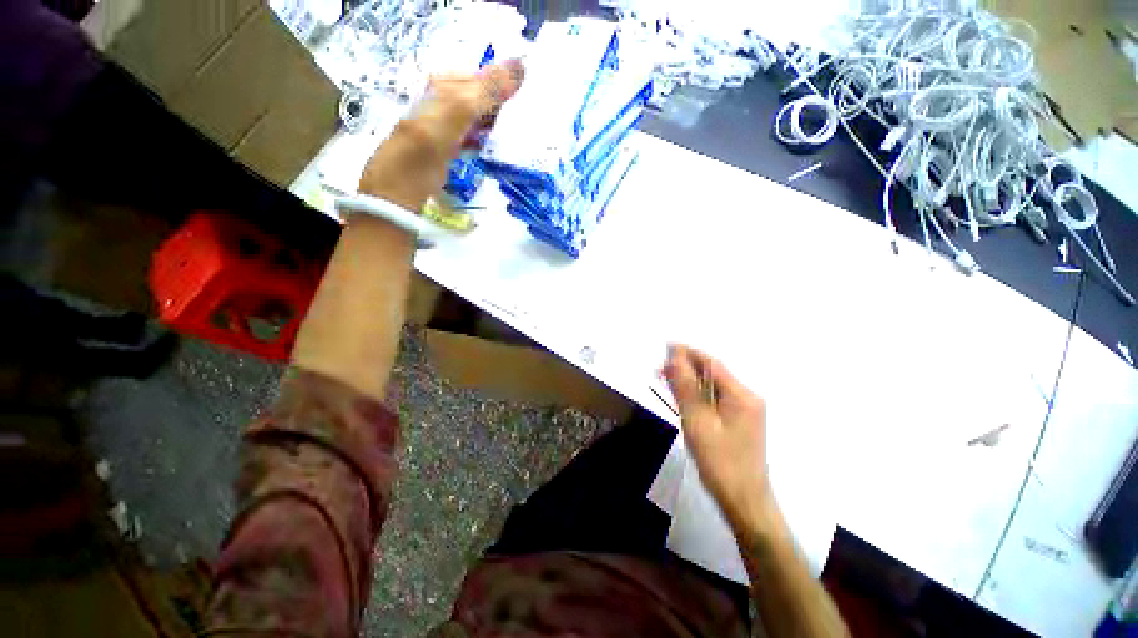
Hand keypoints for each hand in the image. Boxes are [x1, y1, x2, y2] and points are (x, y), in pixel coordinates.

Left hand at [358, 60, 524, 211]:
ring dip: (500, 125)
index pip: (484, 76)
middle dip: (505, 106)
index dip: (506, 84)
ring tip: (523, 133)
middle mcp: (447, 100)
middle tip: (529, 118)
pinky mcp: (454, 148)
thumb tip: (522, 64)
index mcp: (447, 83)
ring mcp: (450, 125)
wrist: (407, 178)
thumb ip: (489, 88)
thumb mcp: (461, 107)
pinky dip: (490, 141)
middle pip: (483, 98)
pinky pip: (478, 138)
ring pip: (482, 119)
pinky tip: (502, 149)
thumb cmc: (431, 138)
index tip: (529, 97)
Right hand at [663, 344, 773, 527]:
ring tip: (664, 379)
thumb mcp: (698, 422)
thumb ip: (685, 388)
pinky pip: (715, 399)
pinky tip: (681, 396)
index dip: (687, 353)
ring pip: (712, 386)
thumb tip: (673, 358)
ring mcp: (745, 410)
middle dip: (685, 367)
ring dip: (689, 380)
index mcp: (742, 395)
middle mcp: (747, 397)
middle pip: (712, 373)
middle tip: (659, 368)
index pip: (711, 364)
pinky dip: (696, 394)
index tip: (664, 347)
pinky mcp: (739, 421)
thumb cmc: (720, 463)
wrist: (744, 502)